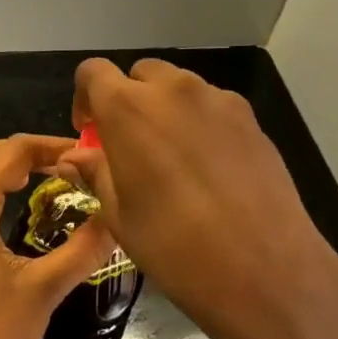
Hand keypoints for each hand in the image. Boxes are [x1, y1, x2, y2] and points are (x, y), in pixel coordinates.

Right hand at [56, 58, 337, 338]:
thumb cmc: (173, 244)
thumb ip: (96, 172)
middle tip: (131, 144)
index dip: (85, 96)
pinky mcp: (251, 118)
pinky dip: (201, 122)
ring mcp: (217, 100)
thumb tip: (74, 158)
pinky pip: (213, 106)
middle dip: (129, 99)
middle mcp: (172, 89)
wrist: (262, 267)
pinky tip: (211, 168)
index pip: (93, 72)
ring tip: (174, 157)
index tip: (90, 131)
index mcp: (128, 107)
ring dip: (167, 108)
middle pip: (141, 74)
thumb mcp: (120, 214)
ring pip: (180, 87)